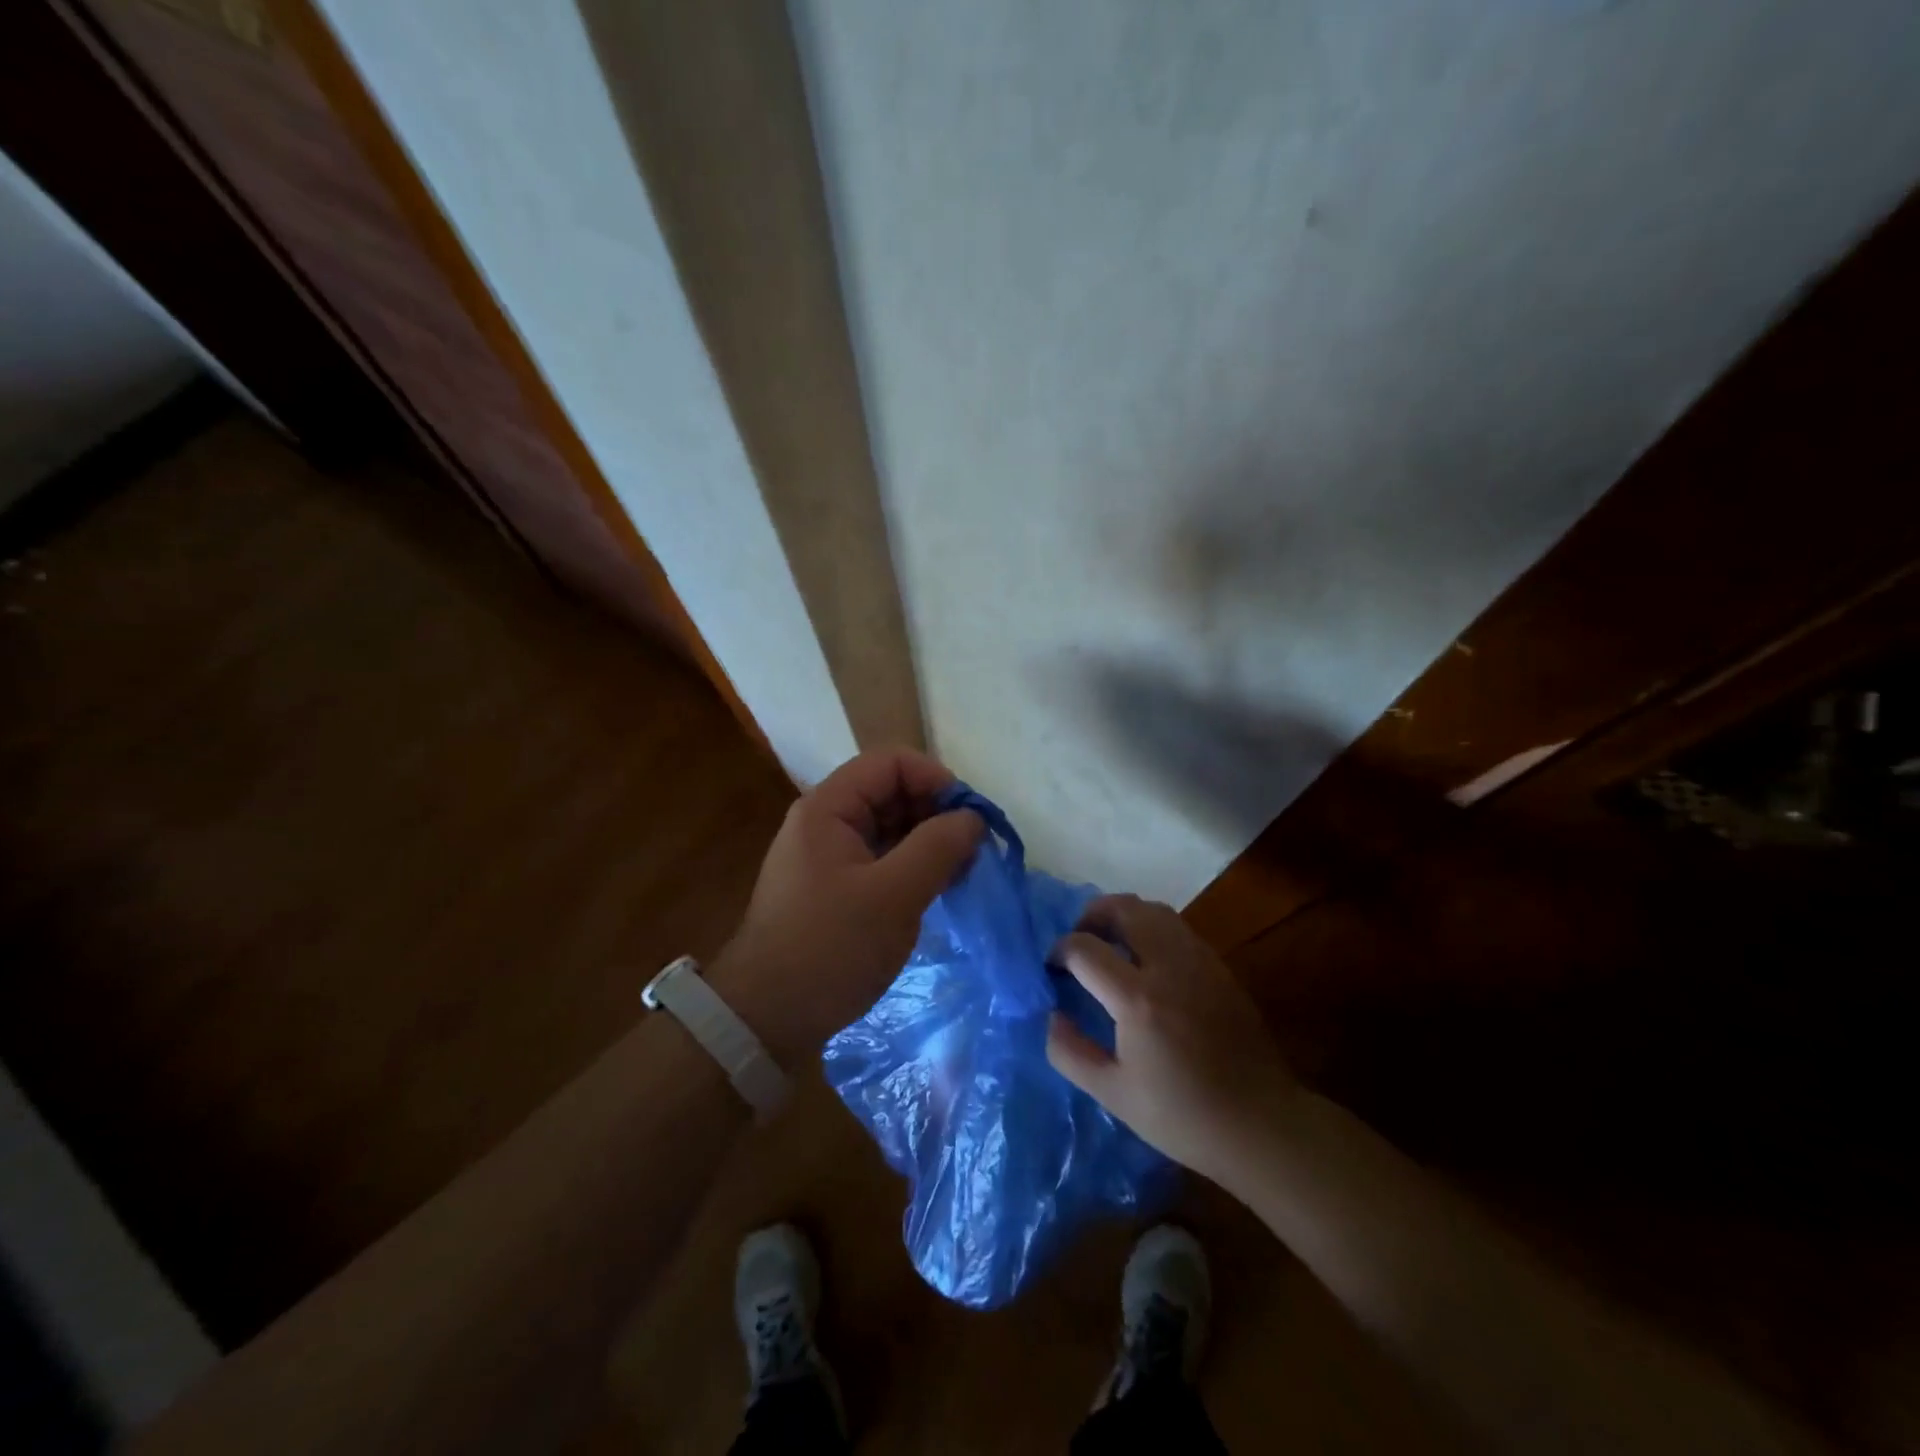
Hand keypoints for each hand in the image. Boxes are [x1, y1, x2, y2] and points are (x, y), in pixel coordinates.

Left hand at [714, 749, 983, 1061]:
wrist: (766, 1018)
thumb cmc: (830, 948)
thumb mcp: (894, 895)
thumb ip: (938, 847)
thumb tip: (973, 819)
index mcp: (829, 807)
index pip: (891, 763)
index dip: (936, 779)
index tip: (970, 819)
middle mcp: (825, 821)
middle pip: (891, 792)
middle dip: (936, 813)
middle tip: (972, 852)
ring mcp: (827, 855)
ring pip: (889, 827)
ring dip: (928, 842)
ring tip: (960, 874)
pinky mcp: (834, 886)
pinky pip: (880, 858)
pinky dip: (911, 866)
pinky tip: (936, 889)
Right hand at [1046, 894, 1298, 1191]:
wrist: (1261, 1124)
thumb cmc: (1182, 1116)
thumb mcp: (1112, 1094)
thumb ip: (1070, 1051)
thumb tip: (1051, 1014)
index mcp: (1138, 999)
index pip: (1084, 948)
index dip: (1059, 951)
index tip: (1053, 969)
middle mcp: (1168, 966)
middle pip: (1123, 908)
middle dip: (1091, 915)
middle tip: (1080, 940)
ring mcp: (1199, 961)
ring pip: (1154, 910)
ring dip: (1124, 916)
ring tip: (1111, 944)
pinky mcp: (1219, 967)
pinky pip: (1177, 928)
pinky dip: (1151, 929)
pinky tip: (1147, 962)